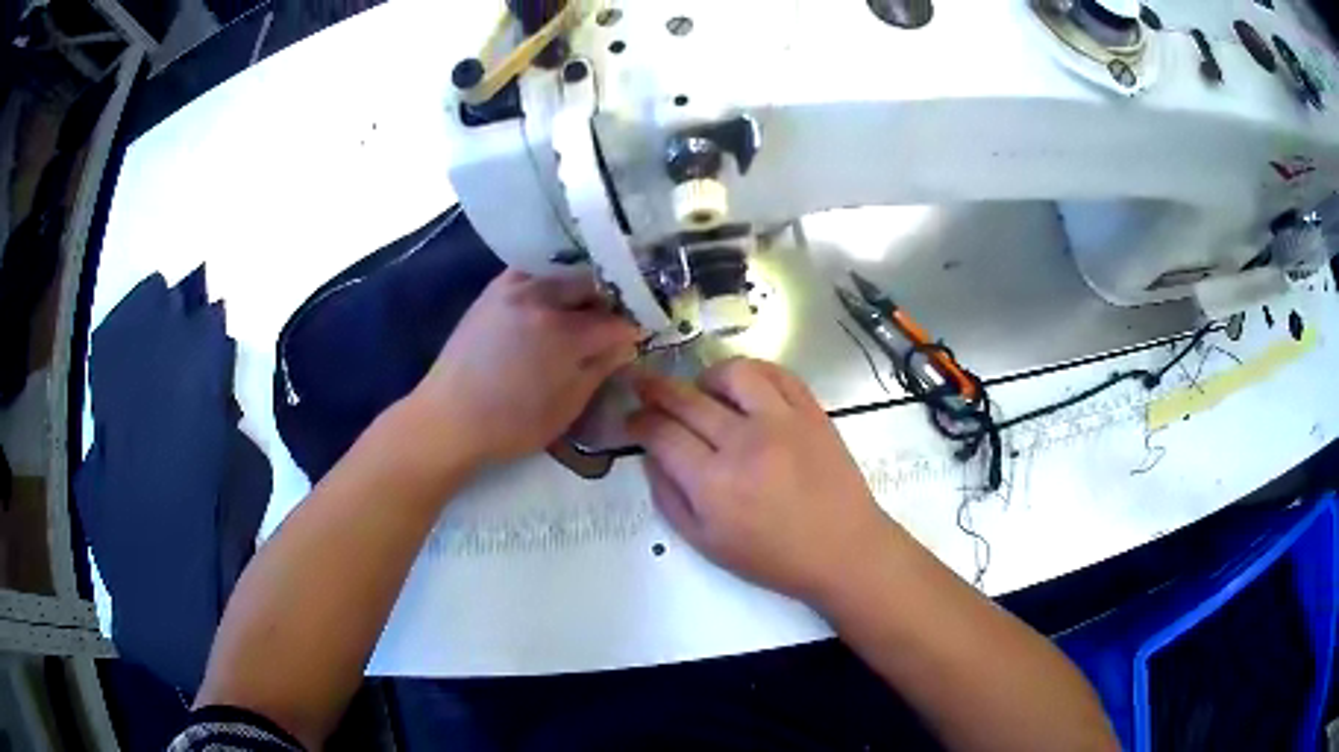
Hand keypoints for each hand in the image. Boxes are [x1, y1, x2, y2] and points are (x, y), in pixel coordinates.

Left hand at [412, 270, 640, 464]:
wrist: (449, 418)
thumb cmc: (511, 425)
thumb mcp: (566, 408)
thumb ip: (600, 369)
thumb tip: (625, 342)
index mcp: (564, 334)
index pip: (616, 320)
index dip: (635, 327)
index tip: (642, 334)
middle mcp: (542, 299)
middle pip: (593, 284)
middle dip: (611, 300)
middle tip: (615, 319)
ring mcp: (515, 288)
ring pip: (564, 272)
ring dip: (583, 285)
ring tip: (587, 306)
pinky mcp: (494, 289)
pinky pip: (532, 270)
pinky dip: (550, 277)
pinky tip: (553, 296)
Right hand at [627, 358, 896, 603]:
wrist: (843, 549)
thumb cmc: (772, 557)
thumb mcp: (706, 542)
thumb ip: (668, 498)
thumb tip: (650, 455)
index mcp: (714, 483)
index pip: (661, 433)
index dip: (638, 421)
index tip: (631, 419)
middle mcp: (744, 443)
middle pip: (687, 399)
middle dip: (655, 389)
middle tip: (643, 386)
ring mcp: (782, 421)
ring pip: (733, 373)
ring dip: (707, 377)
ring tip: (703, 392)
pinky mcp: (812, 412)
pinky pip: (777, 373)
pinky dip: (754, 372)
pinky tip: (744, 388)